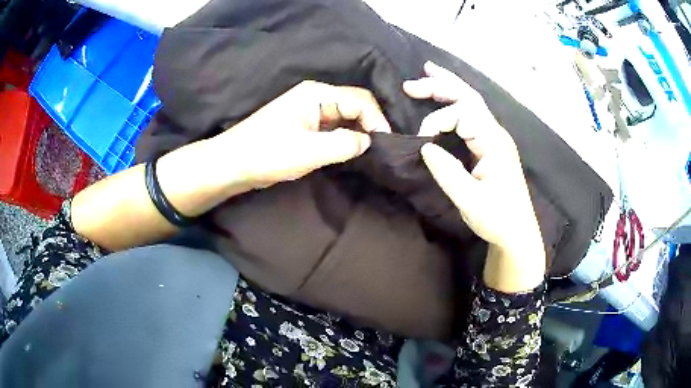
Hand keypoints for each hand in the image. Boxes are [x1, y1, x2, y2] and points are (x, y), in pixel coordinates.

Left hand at [215, 80, 390, 188]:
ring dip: (359, 130)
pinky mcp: (304, 124)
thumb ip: (344, 144)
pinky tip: (352, 150)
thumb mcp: (309, 151)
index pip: (360, 100)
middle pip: (354, 103)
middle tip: (382, 148)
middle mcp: (315, 96)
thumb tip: (368, 141)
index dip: (377, 120)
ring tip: (372, 150)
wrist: (233, 164)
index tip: (386, 144)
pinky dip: (345, 136)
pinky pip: (333, 126)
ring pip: (345, 115)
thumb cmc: (267, 154)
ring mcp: (309, 110)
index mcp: (316, 94)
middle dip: (370, 123)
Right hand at [404, 62, 544, 291]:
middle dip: (440, 86)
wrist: (518, 234)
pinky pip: (472, 117)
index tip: (421, 143)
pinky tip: (444, 100)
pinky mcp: (490, 146)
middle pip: (469, 97)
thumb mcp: (470, 201)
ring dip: (448, 88)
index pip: (462, 114)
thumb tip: (425, 147)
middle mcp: (496, 133)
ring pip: (471, 103)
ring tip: (426, 75)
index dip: (436, 121)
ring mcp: (495, 138)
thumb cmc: (498, 219)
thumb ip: (447, 172)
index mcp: (494, 142)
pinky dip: (455, 103)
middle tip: (410, 85)